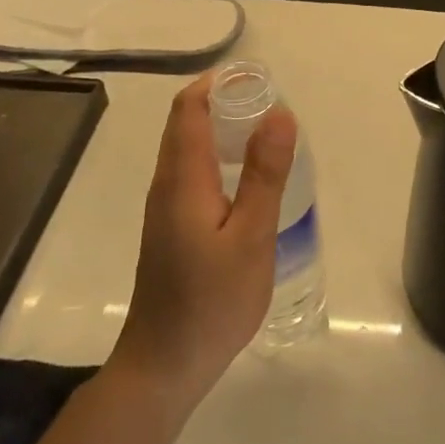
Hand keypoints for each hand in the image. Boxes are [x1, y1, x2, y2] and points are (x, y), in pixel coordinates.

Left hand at [116, 73, 297, 412]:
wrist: (165, 366)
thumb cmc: (212, 301)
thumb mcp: (251, 236)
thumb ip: (265, 173)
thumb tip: (279, 112)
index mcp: (182, 179)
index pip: (189, 109)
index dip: (218, 83)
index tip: (258, 77)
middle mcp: (167, 185)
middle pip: (186, 124)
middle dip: (225, 101)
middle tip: (273, 102)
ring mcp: (166, 209)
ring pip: (189, 149)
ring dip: (224, 129)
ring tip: (268, 132)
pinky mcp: (172, 228)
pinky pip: (193, 172)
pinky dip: (220, 156)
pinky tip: (249, 178)